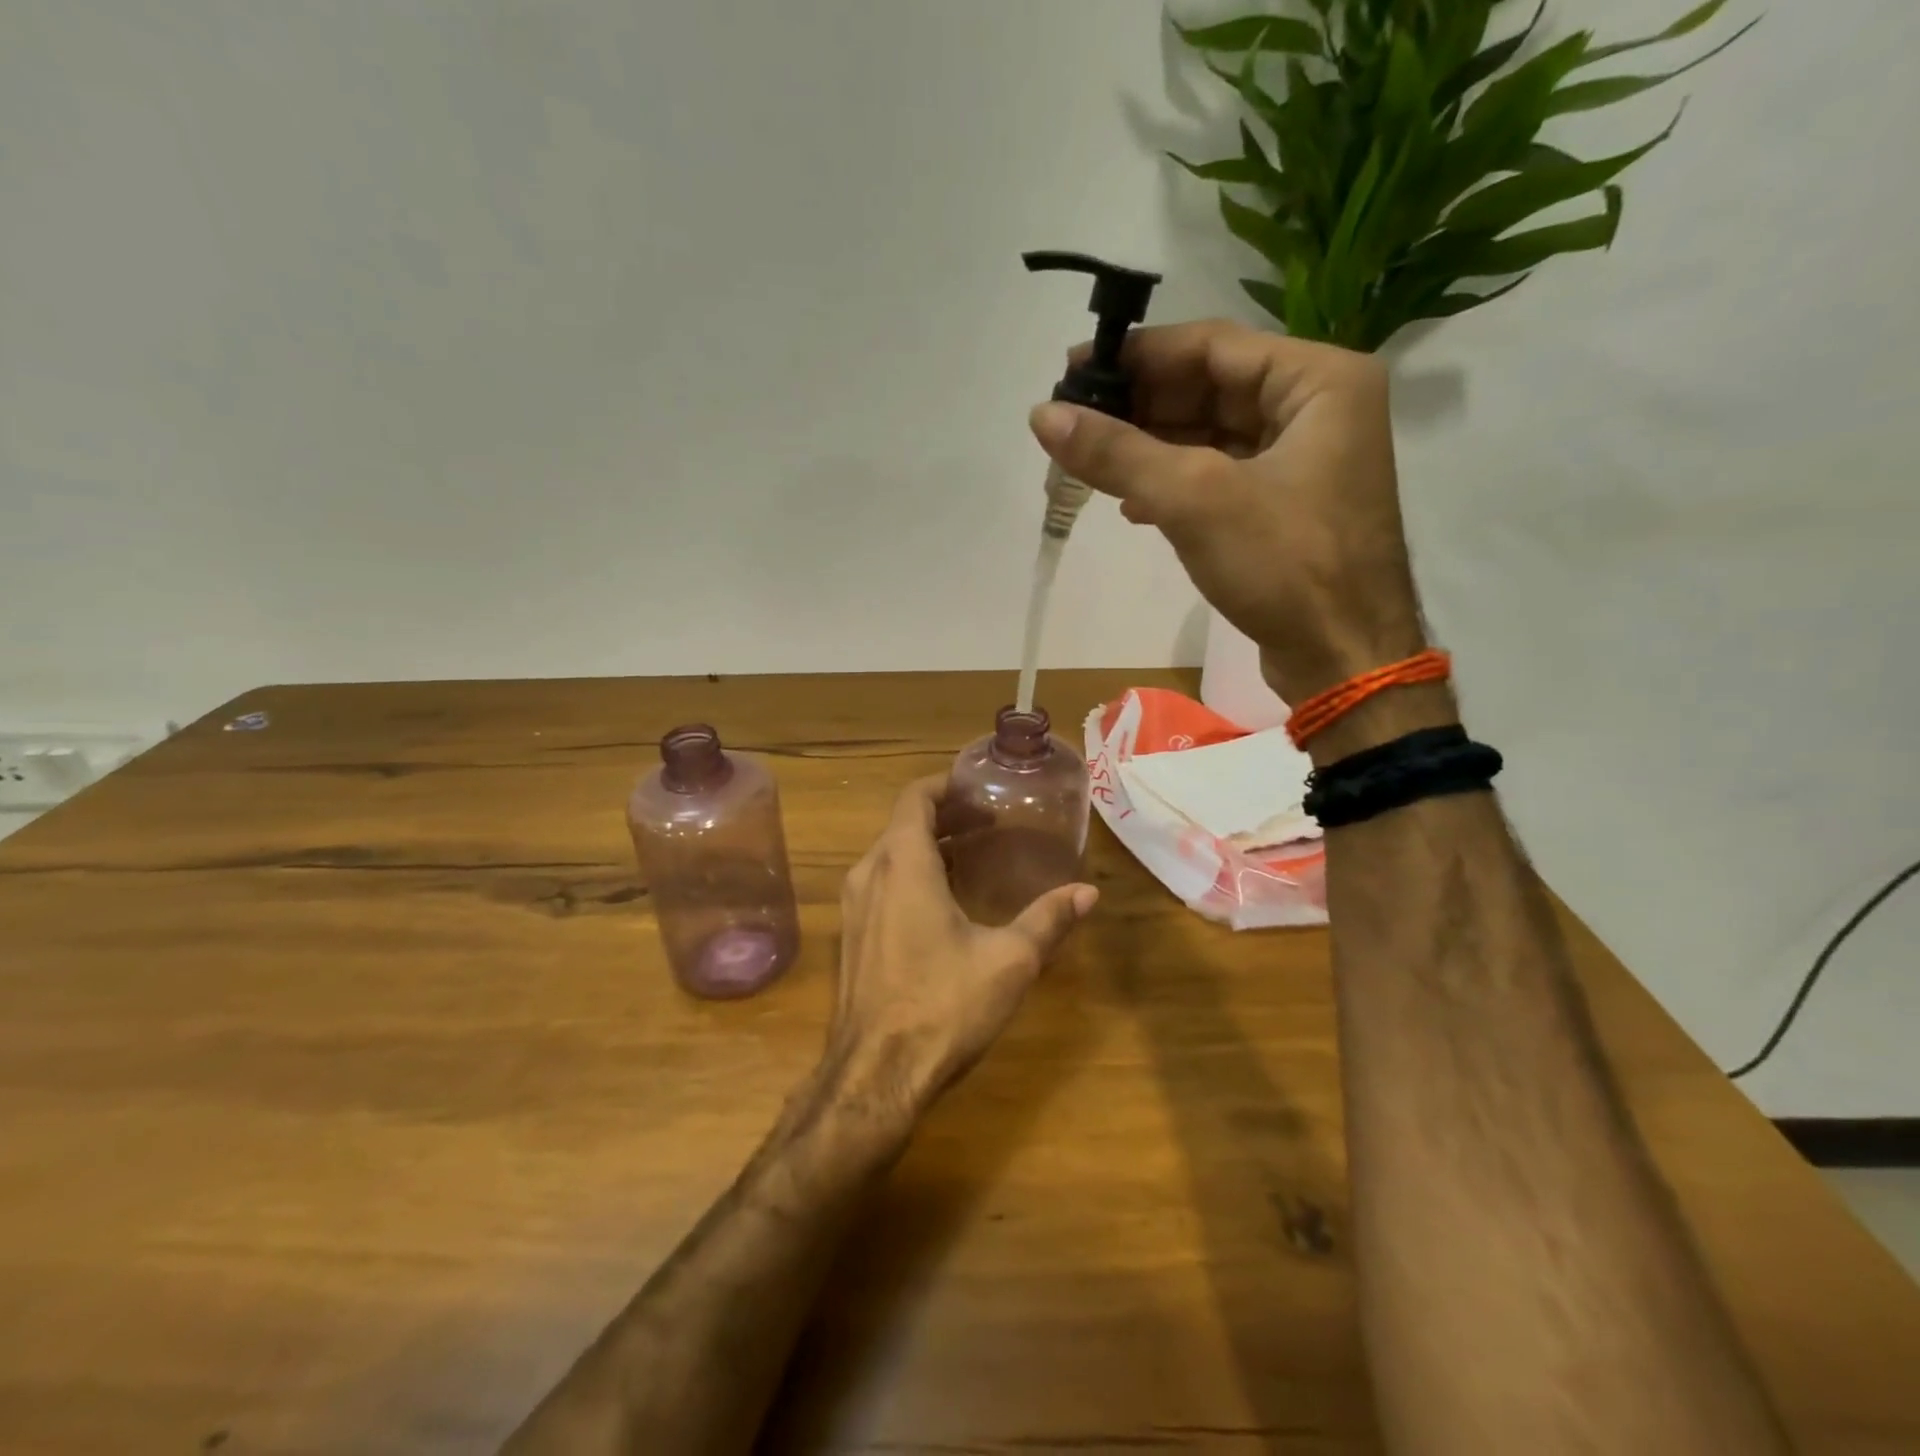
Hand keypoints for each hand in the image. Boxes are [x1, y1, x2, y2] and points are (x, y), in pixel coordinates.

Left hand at [822, 776, 1096, 1126]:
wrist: (874, 1076)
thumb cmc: (942, 1006)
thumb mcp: (1008, 961)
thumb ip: (1048, 920)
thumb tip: (1088, 892)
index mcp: (902, 864)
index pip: (916, 797)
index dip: (947, 787)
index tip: (980, 790)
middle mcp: (869, 874)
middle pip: (903, 824)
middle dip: (945, 816)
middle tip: (990, 823)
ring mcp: (853, 907)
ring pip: (890, 855)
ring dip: (928, 846)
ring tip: (973, 856)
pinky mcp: (850, 937)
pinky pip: (881, 884)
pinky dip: (911, 875)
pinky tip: (944, 902)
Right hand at [1029, 320, 1426, 708]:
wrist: (1342, 659)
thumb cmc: (1283, 565)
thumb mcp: (1194, 498)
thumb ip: (1117, 453)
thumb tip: (1042, 415)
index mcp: (1318, 381)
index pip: (1212, 346)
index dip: (1138, 356)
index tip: (1073, 372)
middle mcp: (1317, 409)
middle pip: (1210, 389)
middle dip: (1139, 407)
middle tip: (1073, 421)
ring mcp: (1302, 462)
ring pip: (1210, 437)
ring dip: (1150, 449)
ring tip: (1089, 461)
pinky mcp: (1283, 508)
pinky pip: (1218, 477)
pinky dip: (1173, 485)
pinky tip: (1131, 504)